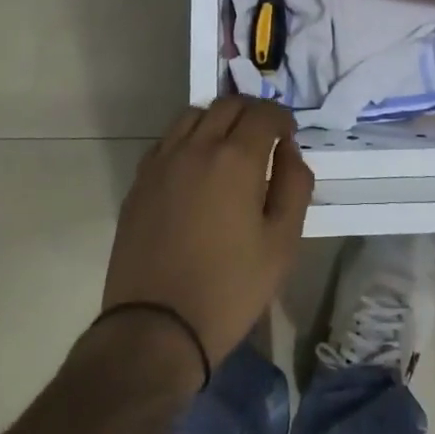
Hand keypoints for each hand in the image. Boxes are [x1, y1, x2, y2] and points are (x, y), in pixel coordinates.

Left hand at [101, 97, 313, 372]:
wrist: (156, 328)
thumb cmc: (230, 288)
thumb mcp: (282, 243)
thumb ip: (295, 187)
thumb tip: (289, 152)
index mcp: (236, 158)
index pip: (264, 113)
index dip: (282, 118)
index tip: (289, 136)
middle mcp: (196, 147)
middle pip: (227, 105)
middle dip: (252, 113)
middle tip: (264, 138)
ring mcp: (161, 162)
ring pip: (192, 116)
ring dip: (217, 120)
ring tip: (229, 148)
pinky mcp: (139, 182)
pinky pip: (167, 140)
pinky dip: (188, 139)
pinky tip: (195, 168)